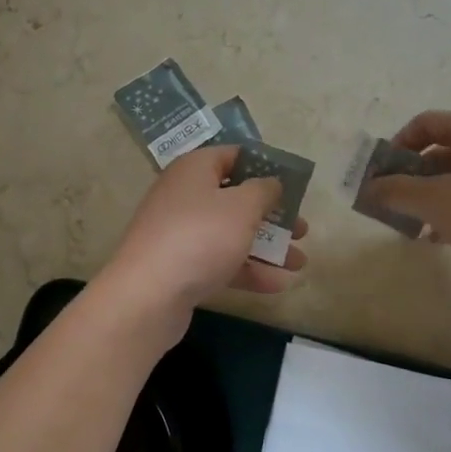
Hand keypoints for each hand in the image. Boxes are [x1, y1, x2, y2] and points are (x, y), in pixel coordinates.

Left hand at [95, 144, 307, 345]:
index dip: (265, 167)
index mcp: (195, 169)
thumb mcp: (242, 207)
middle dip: (272, 215)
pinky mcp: (181, 266)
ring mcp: (181, 233)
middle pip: (236, 198)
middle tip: (302, 228)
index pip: (234, 156)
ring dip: (267, 247)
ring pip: (232, 233)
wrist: (148, 295)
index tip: (293, 183)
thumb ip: (264, 190)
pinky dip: (248, 270)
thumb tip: (271, 183)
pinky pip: (221, 261)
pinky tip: (279, 284)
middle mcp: (185, 196)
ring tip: (300, 262)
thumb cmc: (200, 237)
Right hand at [365, 111, 450, 300]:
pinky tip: (441, 239)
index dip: (398, 144)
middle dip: (412, 176)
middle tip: (394, 203)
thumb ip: (395, 190)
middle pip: (442, 150)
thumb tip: (369, 188)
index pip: (427, 122)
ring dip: (431, 198)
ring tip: (415, 227)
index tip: (383, 174)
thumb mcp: (435, 202)